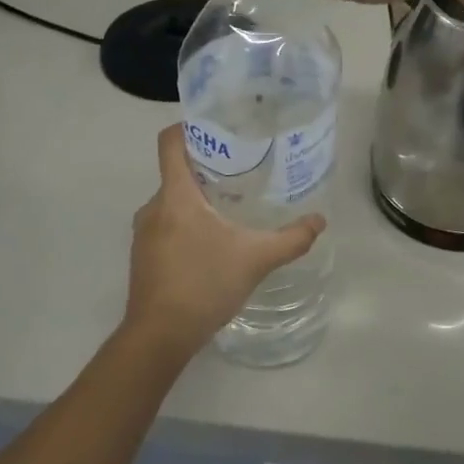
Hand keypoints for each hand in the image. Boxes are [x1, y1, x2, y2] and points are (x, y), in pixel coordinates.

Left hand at [122, 124, 326, 361]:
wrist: (158, 338)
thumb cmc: (204, 285)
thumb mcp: (256, 259)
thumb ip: (291, 238)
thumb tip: (320, 220)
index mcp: (175, 195)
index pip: (170, 143)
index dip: (189, 126)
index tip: (219, 126)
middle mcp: (154, 207)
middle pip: (177, 170)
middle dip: (208, 165)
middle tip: (244, 166)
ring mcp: (144, 232)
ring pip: (173, 198)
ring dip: (199, 196)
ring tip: (234, 201)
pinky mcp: (144, 255)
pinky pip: (167, 222)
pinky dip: (188, 220)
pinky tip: (215, 238)